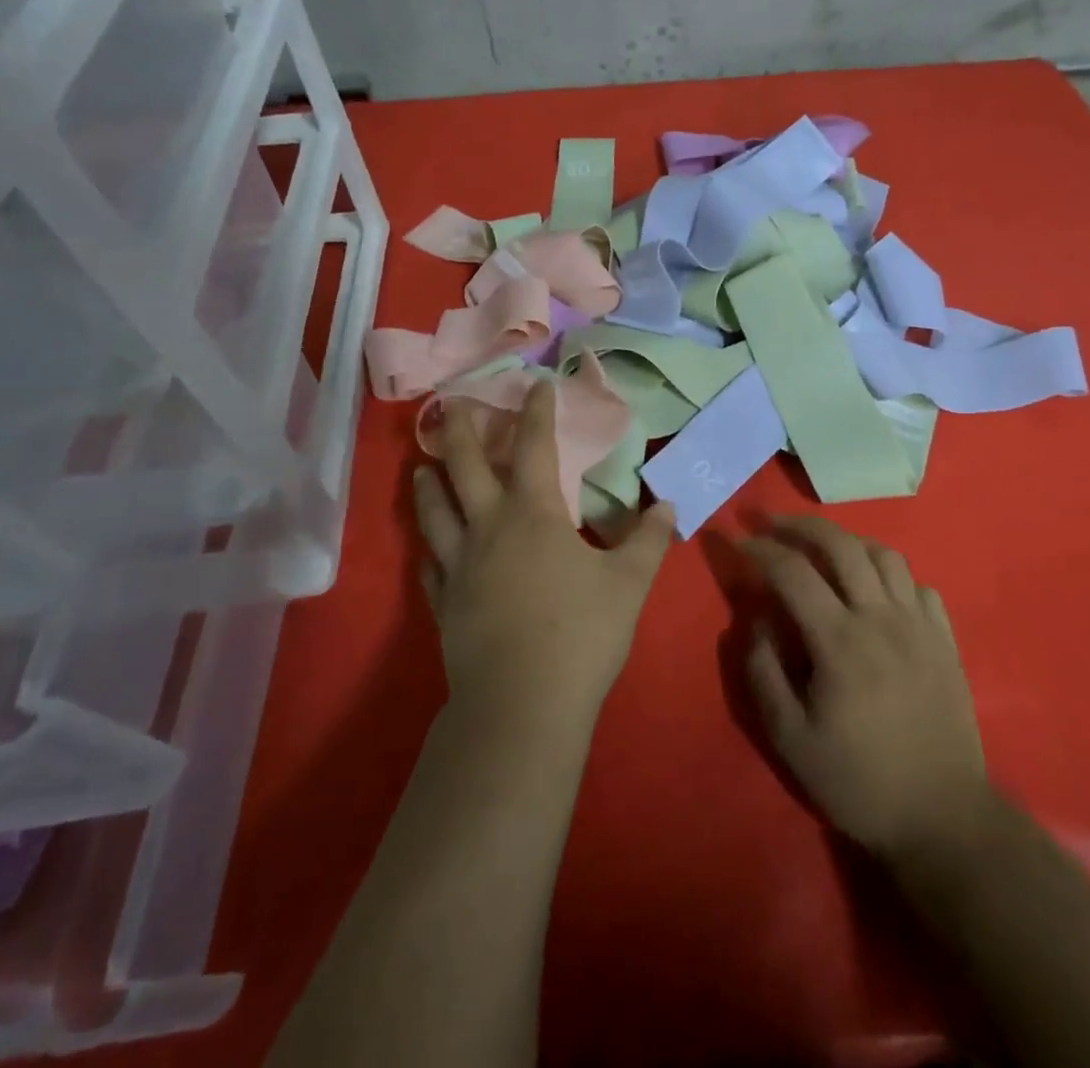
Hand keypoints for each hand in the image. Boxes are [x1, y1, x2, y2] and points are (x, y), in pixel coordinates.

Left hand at [412, 379, 676, 728]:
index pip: (533, 447)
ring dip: (429, 485)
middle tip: (454, 405)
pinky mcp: (444, 605)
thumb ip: (647, 541)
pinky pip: (430, 569)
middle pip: (466, 467)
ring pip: (436, 513)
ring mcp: (459, 567)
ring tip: (422, 466)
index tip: (537, 385)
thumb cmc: (581, 633)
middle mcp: (488, 529)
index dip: (537, 412)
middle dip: (463, 432)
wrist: (522, 704)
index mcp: (533, 514)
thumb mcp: (628, 584)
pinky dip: (427, 553)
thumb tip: (668, 507)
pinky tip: (425, 551)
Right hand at [739, 518, 991, 861]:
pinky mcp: (945, 640)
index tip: (735, 539)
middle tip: (771, 522)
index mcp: (840, 642)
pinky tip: (874, 590)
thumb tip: (754, 619)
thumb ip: (763, 671)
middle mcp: (882, 619)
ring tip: (821, 549)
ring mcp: (920, 626)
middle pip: (841, 544)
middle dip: (799, 524)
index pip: (792, 572)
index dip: (759, 549)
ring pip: (884, 555)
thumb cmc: (859, 781)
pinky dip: (889, 575)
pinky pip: (918, 585)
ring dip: (847, 541)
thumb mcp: (790, 739)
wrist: (943, 819)